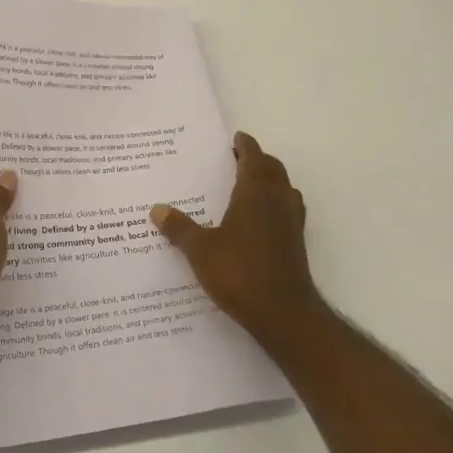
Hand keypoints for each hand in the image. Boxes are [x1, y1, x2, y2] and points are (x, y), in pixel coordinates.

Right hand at [150, 131, 323, 344]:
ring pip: (283, 190)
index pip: (254, 158)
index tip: (236, 138)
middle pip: (273, 170)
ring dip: (269, 181)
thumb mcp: (200, 250)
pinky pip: (286, 211)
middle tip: (236, 159)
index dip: (245, 145)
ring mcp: (291, 224)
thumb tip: (157, 208)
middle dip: (257, 161)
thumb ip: (179, 228)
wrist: (284, 314)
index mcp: (255, 193)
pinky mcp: (295, 245)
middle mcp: (278, 202)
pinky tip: (256, 221)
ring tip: (246, 186)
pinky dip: (274, 204)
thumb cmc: (240, 273)